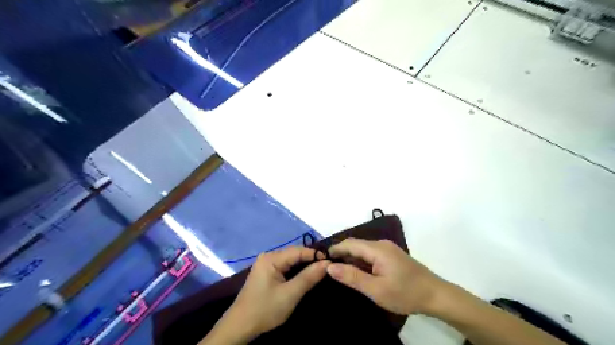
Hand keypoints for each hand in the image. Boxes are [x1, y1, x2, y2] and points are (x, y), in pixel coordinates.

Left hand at [205, 247, 331, 343]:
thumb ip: (308, 277)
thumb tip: (327, 263)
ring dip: (304, 265)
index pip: (299, 251)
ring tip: (320, 270)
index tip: (332, 261)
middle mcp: (268, 256)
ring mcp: (266, 264)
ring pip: (291, 260)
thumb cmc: (265, 310)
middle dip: (311, 259)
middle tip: (328, 266)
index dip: (315, 254)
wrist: (240, 327)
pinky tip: (305, 275)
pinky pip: (285, 266)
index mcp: (271, 258)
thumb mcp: (290, 294)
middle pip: (294, 253)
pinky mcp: (266, 272)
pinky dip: (296, 270)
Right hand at [327, 238, 446, 316]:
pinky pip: (370, 254)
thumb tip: (330, 267)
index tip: (321, 259)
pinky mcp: (391, 255)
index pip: (349, 243)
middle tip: (328, 269)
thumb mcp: (376, 289)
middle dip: (341, 254)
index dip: (334, 249)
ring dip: (350, 258)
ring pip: (362, 249)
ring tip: (339, 272)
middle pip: (355, 245)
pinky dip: (360, 261)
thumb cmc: (405, 293)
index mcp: (377, 249)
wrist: (435, 295)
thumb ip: (352, 277)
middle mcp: (381, 244)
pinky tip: (357, 272)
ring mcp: (387, 249)